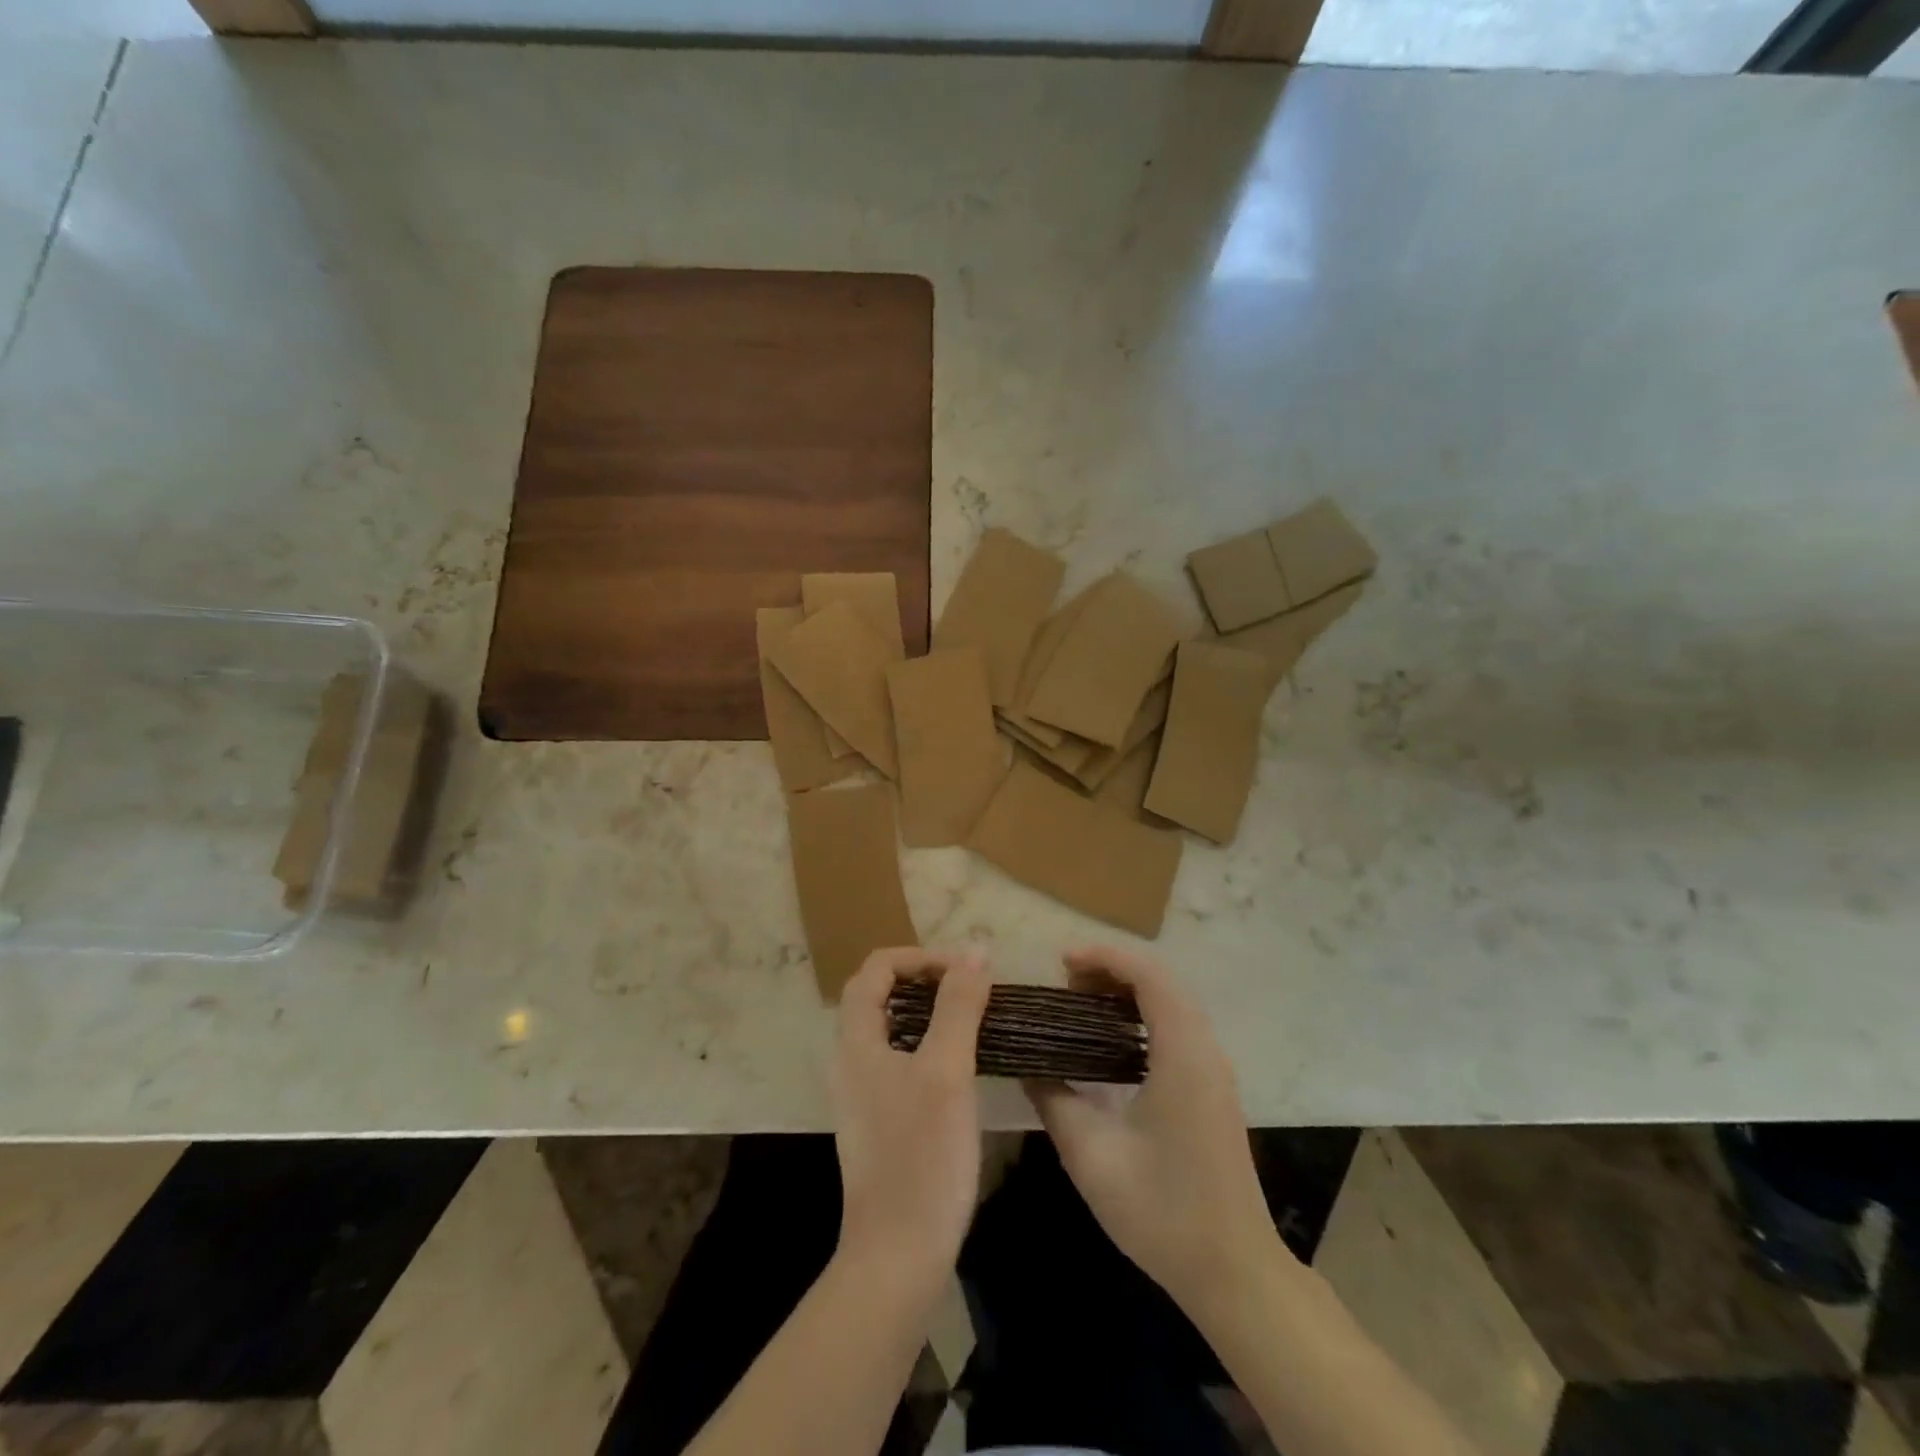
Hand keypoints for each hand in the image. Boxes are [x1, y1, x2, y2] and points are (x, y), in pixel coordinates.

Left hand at [832, 946, 991, 1294]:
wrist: (898, 1255)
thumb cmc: (922, 1155)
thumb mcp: (947, 1071)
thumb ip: (958, 1006)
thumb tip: (974, 951)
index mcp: (857, 1041)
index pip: (877, 969)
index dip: (920, 958)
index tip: (965, 970)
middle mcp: (851, 1060)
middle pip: (880, 994)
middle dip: (926, 979)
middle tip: (972, 988)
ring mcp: (864, 1093)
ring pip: (892, 1028)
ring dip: (930, 1011)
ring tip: (974, 1017)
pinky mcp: (881, 1120)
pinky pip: (901, 1059)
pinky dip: (930, 1043)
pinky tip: (962, 1064)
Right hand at [1026, 945, 1285, 1315]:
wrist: (1234, 1271)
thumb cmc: (1162, 1211)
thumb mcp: (1091, 1155)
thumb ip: (1054, 1100)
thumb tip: (1027, 1067)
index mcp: (1182, 1054)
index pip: (1149, 975)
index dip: (1104, 957)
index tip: (1061, 962)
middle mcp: (1205, 1050)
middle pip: (1161, 981)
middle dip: (1112, 969)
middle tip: (1064, 985)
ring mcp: (1214, 1069)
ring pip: (1172, 1002)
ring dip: (1128, 991)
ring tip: (1080, 1004)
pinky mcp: (1213, 1088)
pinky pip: (1177, 1027)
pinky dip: (1142, 1014)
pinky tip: (1110, 1040)